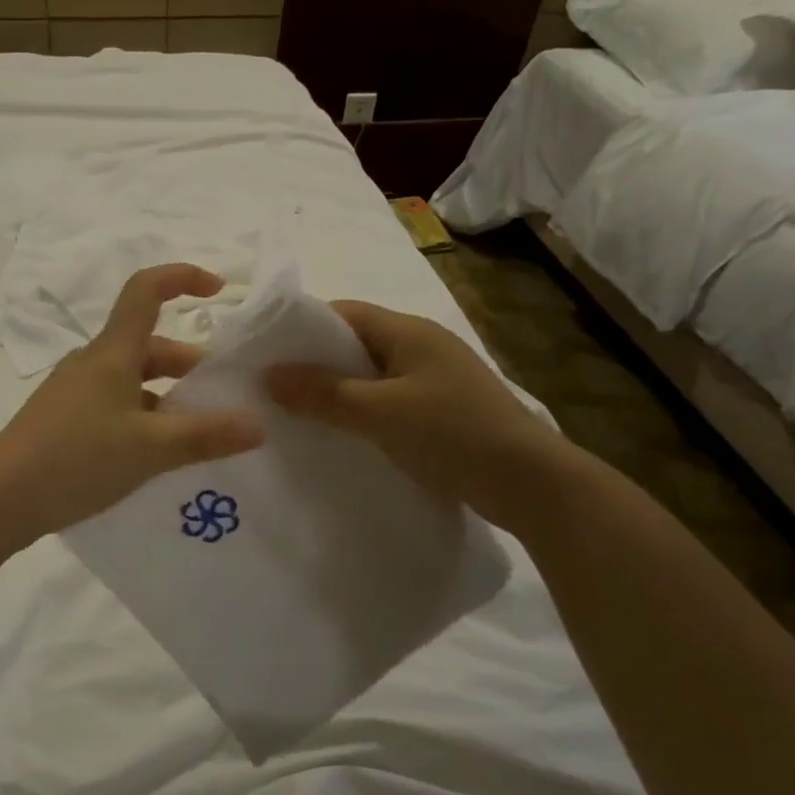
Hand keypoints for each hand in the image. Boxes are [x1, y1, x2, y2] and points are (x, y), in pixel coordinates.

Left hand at [0, 264, 263, 542]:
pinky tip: (157, 456)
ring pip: (133, 380)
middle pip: (148, 345)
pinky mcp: (65, 421)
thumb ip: (206, 435)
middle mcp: (93, 363)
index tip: (218, 290)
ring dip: (168, 397)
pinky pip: (115, 406)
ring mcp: (75, 393)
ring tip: (198, 434)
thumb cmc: (77, 459)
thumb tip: (258, 426)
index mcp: (112, 353)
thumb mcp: (151, 449)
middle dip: (190, 364)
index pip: (146, 290)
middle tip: (222, 398)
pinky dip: (144, 418)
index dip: (182, 277)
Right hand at [264, 300, 572, 528]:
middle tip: (274, 388)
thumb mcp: (380, 412)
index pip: (344, 313)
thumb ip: (323, 394)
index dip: (303, 328)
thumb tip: (268, 377)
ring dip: (338, 391)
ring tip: (298, 414)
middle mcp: (421, 346)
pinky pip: (388, 400)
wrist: (527, 481)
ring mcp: (434, 379)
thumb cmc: (451, 432)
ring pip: (371, 375)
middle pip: (356, 343)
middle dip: (315, 363)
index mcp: (408, 331)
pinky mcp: (441, 410)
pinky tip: (341, 435)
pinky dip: (361, 412)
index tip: (267, 353)